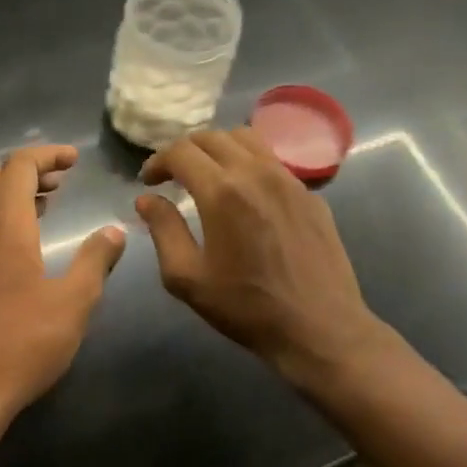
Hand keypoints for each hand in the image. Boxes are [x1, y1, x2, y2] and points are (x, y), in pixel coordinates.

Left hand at [0, 145, 125, 434]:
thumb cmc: (21, 344)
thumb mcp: (73, 303)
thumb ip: (95, 261)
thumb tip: (115, 231)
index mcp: (4, 226)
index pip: (19, 166)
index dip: (47, 154)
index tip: (75, 159)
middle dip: (28, 168)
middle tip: (63, 179)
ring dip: (11, 190)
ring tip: (48, 202)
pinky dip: (0, 213)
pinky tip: (25, 241)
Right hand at [135, 129, 398, 388]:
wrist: (319, 328)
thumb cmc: (247, 307)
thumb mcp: (188, 278)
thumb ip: (163, 230)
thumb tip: (147, 199)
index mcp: (222, 191)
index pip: (181, 151)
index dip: (158, 161)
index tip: (148, 181)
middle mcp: (256, 172)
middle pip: (212, 137)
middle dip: (185, 150)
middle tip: (173, 175)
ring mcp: (288, 179)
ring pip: (246, 139)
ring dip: (218, 148)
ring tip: (208, 174)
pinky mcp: (309, 193)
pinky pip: (272, 160)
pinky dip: (248, 162)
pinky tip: (245, 193)